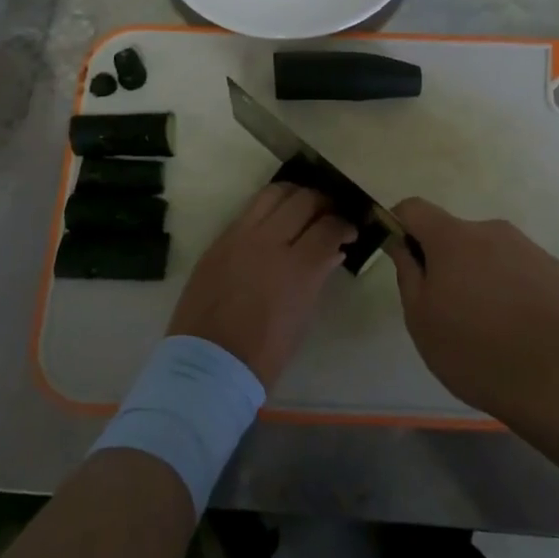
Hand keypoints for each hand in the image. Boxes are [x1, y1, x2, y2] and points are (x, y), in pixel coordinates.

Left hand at [167, 183, 355, 390]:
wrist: (208, 364)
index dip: (344, 225)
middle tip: (329, 215)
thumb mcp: (302, 318)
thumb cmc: (264, 353)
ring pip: (273, 193)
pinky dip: (268, 208)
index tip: (350, 231)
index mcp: (297, 268)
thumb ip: (318, 276)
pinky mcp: (219, 240)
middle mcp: (269, 241)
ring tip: (301, 208)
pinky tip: (274, 221)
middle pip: (303, 200)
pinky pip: (248, 210)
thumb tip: (333, 251)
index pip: (328, 227)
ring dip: (294, 195)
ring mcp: (240, 236)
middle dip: (323, 203)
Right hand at [387, 198, 558, 419]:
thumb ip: (408, 273)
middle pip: (455, 235)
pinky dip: (512, 289)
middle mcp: (491, 231)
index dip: (401, 225)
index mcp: (452, 238)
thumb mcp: (421, 319)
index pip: (414, 209)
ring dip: (481, 276)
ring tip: (488, 326)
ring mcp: (528, 249)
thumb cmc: (473, 349)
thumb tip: (401, 243)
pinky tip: (519, 329)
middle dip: (446, 261)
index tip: (401, 255)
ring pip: (491, 254)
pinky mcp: (557, 272)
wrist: (557, 378)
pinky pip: (521, 271)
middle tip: (448, 309)